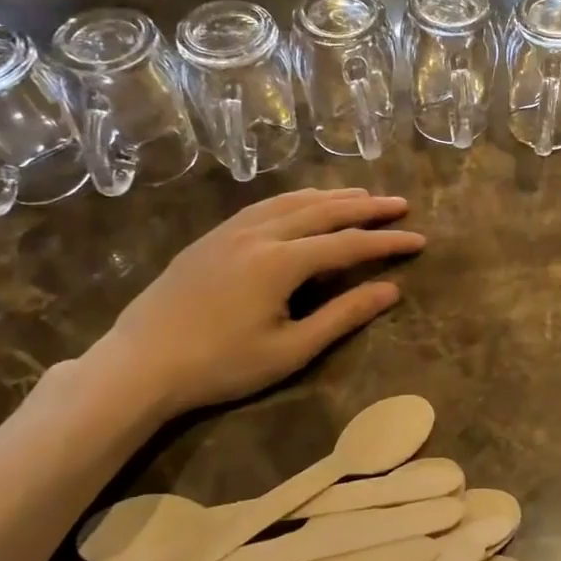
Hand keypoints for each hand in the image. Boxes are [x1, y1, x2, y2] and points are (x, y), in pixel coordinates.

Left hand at [88, 188, 423, 419]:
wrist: (140, 363)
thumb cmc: (220, 365)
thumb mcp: (290, 350)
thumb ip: (343, 316)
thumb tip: (390, 290)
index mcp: (281, 261)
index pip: (348, 244)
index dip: (387, 242)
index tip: (419, 240)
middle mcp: (260, 233)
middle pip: (324, 211)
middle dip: (366, 207)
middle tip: (399, 204)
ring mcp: (232, 230)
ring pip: (293, 201)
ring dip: (332, 196)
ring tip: (362, 195)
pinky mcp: (213, 236)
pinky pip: (265, 205)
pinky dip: (296, 199)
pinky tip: (304, 202)